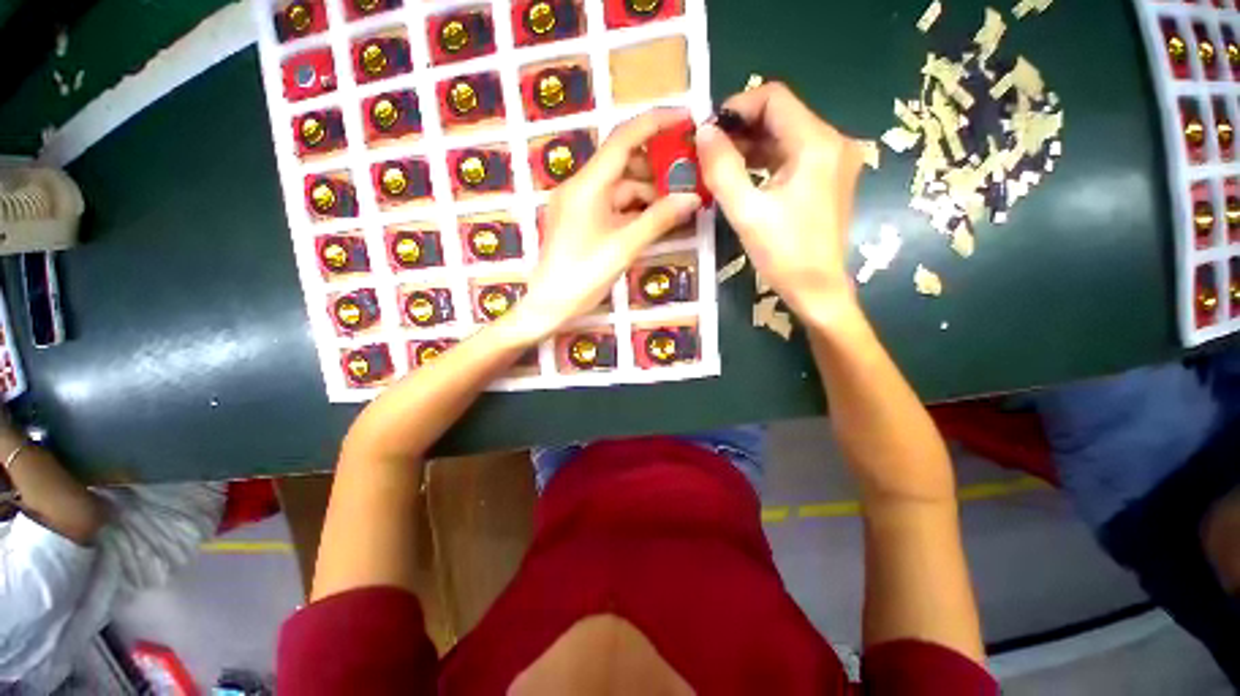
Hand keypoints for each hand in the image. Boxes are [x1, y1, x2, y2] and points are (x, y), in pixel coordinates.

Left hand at [510, 109, 700, 340]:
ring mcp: (578, 203)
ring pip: (618, 186)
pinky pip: (611, 204)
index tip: (686, 119)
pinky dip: (633, 207)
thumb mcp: (625, 246)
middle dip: (656, 164)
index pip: (624, 138)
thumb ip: (659, 219)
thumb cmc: (585, 275)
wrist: (550, 305)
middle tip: (689, 172)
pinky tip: (653, 216)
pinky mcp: (579, 220)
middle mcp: (580, 186)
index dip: (656, 123)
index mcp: (587, 185)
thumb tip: (693, 198)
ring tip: (677, 200)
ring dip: (647, 190)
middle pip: (622, 162)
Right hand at [696, 83, 863, 323]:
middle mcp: (833, 141)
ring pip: (786, 136)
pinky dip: (766, 161)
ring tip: (720, 165)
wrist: (817, 289)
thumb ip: (722, 168)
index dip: (736, 107)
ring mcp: (835, 160)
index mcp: (817, 144)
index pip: (774, 98)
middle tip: (709, 152)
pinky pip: (793, 156)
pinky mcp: (829, 178)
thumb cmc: (783, 254)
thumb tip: (703, 132)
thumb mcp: (746, 212)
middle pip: (781, 115)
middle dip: (741, 129)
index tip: (708, 131)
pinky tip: (744, 178)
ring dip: (752, 146)